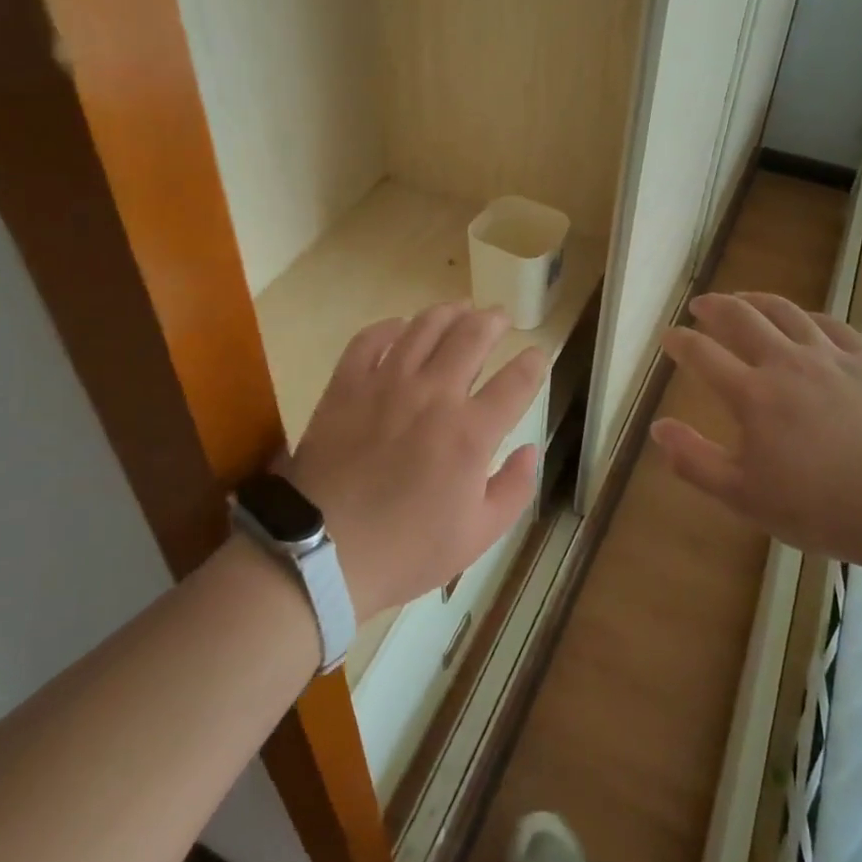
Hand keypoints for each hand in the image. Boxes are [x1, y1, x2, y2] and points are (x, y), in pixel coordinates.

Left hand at [290, 302, 546, 622]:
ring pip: (424, 327)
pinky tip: (400, 326)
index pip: (516, 381)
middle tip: (501, 316)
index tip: (538, 356)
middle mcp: (434, 395)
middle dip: (494, 321)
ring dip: (449, 311)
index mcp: (470, 433)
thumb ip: (514, 488)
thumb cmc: (406, 550)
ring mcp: (386, 384)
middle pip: (472, 336)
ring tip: (461, 308)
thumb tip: (531, 449)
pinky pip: (369, 339)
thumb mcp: (478, 535)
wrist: (322, 553)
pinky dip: (389, 326)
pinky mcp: (347, 385)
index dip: (533, 363)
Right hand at [651, 292, 861, 567]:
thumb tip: (658, 428)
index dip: (681, 342)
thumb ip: (695, 461)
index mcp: (753, 395)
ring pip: (785, 311)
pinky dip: (807, 316)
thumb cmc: (818, 508)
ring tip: (742, 298)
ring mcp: (830, 358)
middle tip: (700, 305)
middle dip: (715, 307)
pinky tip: (802, 320)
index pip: (703, 355)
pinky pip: (831, 324)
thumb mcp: (744, 496)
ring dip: (756, 299)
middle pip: (742, 318)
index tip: (669, 336)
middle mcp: (786, 363)